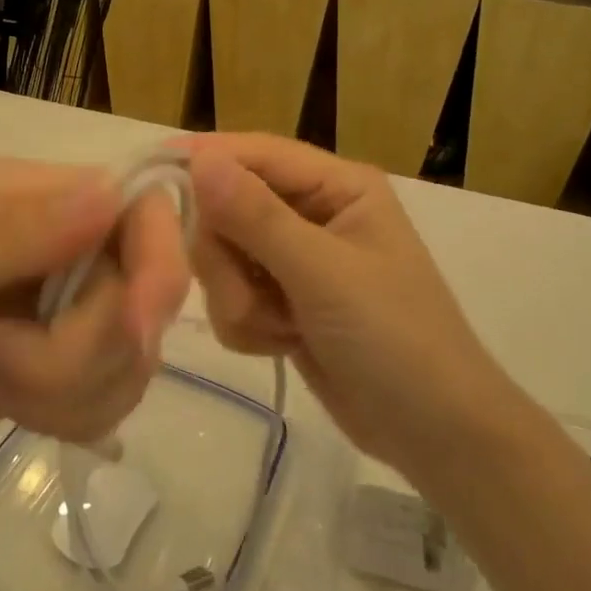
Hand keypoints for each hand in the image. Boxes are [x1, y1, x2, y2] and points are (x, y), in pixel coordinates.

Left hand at [0, 159, 189, 469]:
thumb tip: (111, 194)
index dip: (156, 261)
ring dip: (61, 390)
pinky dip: (65, 415)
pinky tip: (2, 403)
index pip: (136, 205)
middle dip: (74, 351)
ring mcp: (63, 307)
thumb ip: (8, 233)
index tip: (134, 330)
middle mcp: (60, 241)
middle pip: (140, 293)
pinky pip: (112, 395)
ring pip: (132, 353)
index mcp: (28, 194)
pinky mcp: (61, 366)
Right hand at [183, 135, 508, 472]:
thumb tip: (199, 158)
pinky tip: (282, 344)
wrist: (436, 437)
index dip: (206, 158)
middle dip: (228, 257)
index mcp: (337, 186)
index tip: (153, 172)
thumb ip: (257, 216)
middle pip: (228, 207)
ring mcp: (296, 260)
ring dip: (239, 298)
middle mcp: (313, 212)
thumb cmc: (394, 340)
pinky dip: (248, 324)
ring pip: (223, 256)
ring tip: (278, 328)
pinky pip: (232, 296)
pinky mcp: (283, 301)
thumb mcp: (324, 274)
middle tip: (248, 295)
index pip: (256, 153)